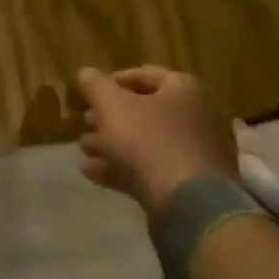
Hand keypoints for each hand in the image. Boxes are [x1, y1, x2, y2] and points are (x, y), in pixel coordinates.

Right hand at [76, 66, 239, 216]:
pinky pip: (151, 170)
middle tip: (86, 121)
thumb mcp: (110, 103)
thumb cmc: (148, 139)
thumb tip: (86, 73)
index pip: (145, 74)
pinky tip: (92, 173)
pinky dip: (122, 168)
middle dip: (110, 116)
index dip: (113, 80)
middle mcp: (195, 118)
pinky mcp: (188, 187)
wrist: (186, 204)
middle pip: (144, 111)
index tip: (91, 92)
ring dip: (111, 144)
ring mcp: (193, 155)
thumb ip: (95, 84)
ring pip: (145, 142)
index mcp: (183, 90)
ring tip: (84, 149)